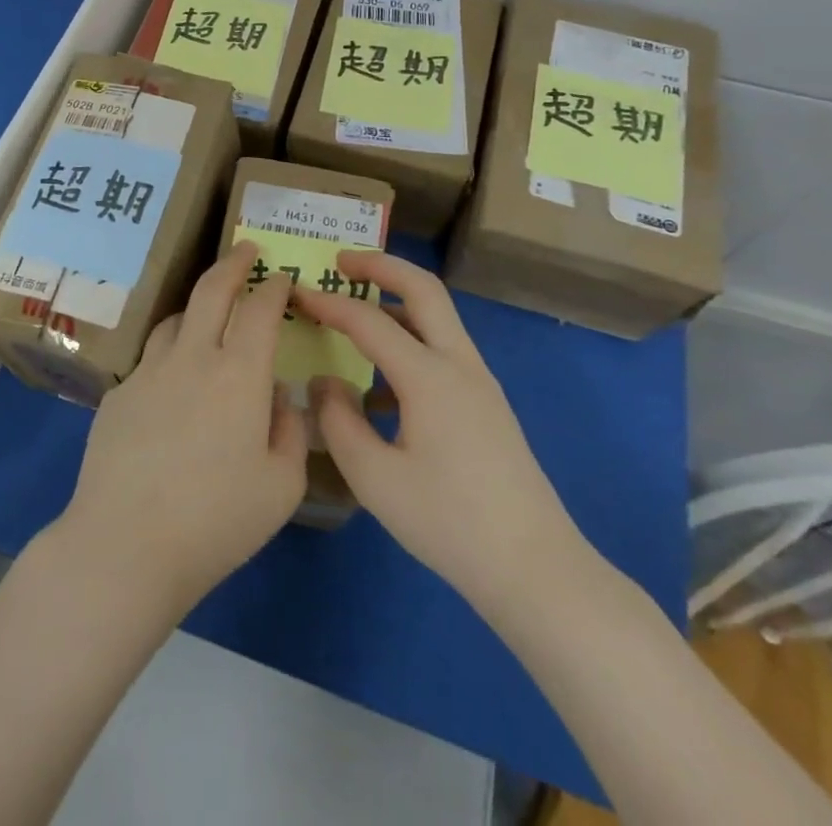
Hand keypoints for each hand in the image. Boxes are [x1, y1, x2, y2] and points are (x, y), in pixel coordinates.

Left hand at [45, 242, 308, 624]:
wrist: (126, 543)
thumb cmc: (216, 520)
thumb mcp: (281, 486)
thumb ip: (291, 431)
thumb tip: (281, 398)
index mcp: (238, 374)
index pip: (260, 309)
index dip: (274, 287)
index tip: (282, 278)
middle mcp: (191, 357)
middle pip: (211, 290)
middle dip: (232, 262)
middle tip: (245, 249)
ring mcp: (148, 371)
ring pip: (174, 319)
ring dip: (196, 307)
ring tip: (208, 314)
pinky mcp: (118, 393)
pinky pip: (150, 360)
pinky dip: (169, 356)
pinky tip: (171, 386)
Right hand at [293, 251, 587, 623]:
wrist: (535, 569)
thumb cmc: (449, 523)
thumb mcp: (375, 479)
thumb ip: (339, 422)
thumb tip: (326, 382)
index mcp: (430, 377)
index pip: (369, 321)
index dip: (328, 304)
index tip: (296, 294)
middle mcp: (459, 365)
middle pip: (424, 289)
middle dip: (381, 266)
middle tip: (341, 261)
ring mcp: (480, 383)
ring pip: (437, 317)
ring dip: (397, 301)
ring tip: (355, 312)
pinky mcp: (486, 404)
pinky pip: (443, 350)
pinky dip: (410, 341)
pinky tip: (380, 387)